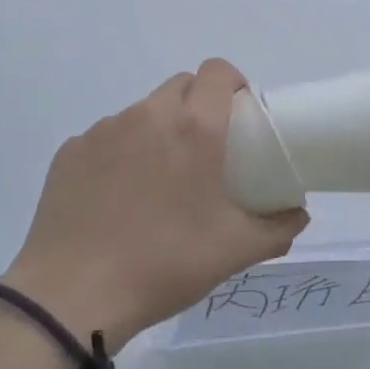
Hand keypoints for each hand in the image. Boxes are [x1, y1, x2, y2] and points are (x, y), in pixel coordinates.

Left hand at [3, 60, 308, 346]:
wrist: (71, 297)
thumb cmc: (164, 264)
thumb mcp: (235, 251)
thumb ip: (278, 228)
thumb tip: (299, 214)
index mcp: (195, 127)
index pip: (217, 71)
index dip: (232, 83)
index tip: (239, 114)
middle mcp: (149, 115)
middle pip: (181, 85)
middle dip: (198, 104)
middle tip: (205, 149)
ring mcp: (104, 130)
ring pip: (142, 110)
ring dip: (159, 128)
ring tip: (159, 178)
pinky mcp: (71, 151)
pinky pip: (107, 137)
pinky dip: (120, 152)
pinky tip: (117, 196)